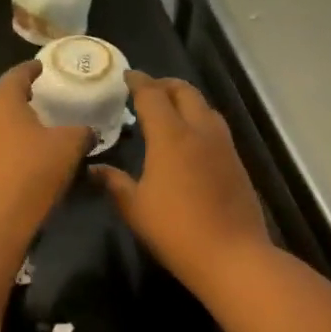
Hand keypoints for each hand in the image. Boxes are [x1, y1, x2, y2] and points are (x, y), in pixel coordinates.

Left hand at [0, 60, 92, 258]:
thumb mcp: (69, 148)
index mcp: (3, 101)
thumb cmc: (32, 174)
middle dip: (14, 93)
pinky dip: (0, 143)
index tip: (41, 66)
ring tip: (26, 125)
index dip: (31, 68)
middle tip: (33, 95)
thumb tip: (87, 131)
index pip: (16, 74)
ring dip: (5, 120)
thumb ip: (81, 132)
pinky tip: (16, 155)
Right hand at [92, 72, 268, 281]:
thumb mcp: (135, 209)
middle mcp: (199, 130)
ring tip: (168, 111)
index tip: (127, 76)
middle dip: (164, 84)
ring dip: (185, 100)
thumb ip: (114, 183)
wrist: (233, 255)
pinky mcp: (237, 161)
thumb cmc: (176, 230)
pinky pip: (215, 126)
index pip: (153, 95)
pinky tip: (190, 139)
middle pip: (184, 91)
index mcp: (171, 135)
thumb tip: (94, 169)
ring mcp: (223, 145)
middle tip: (147, 90)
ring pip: (204, 106)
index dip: (138, 82)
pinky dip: (199, 119)